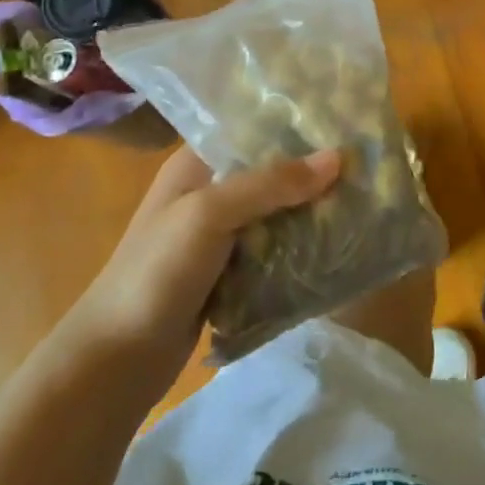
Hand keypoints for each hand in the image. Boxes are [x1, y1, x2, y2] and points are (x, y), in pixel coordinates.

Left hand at [60, 144, 342, 395]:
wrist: (117, 359)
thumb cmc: (156, 272)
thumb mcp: (209, 214)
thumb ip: (270, 183)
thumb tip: (338, 157)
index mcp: (196, 164)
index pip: (254, 131)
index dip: (297, 127)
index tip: (346, 126)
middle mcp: (210, 191)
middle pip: (272, 172)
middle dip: (314, 173)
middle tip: (367, 168)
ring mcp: (220, 235)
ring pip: (277, 213)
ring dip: (311, 212)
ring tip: (365, 202)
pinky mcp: (231, 272)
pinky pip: (275, 249)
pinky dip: (301, 247)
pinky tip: (337, 245)